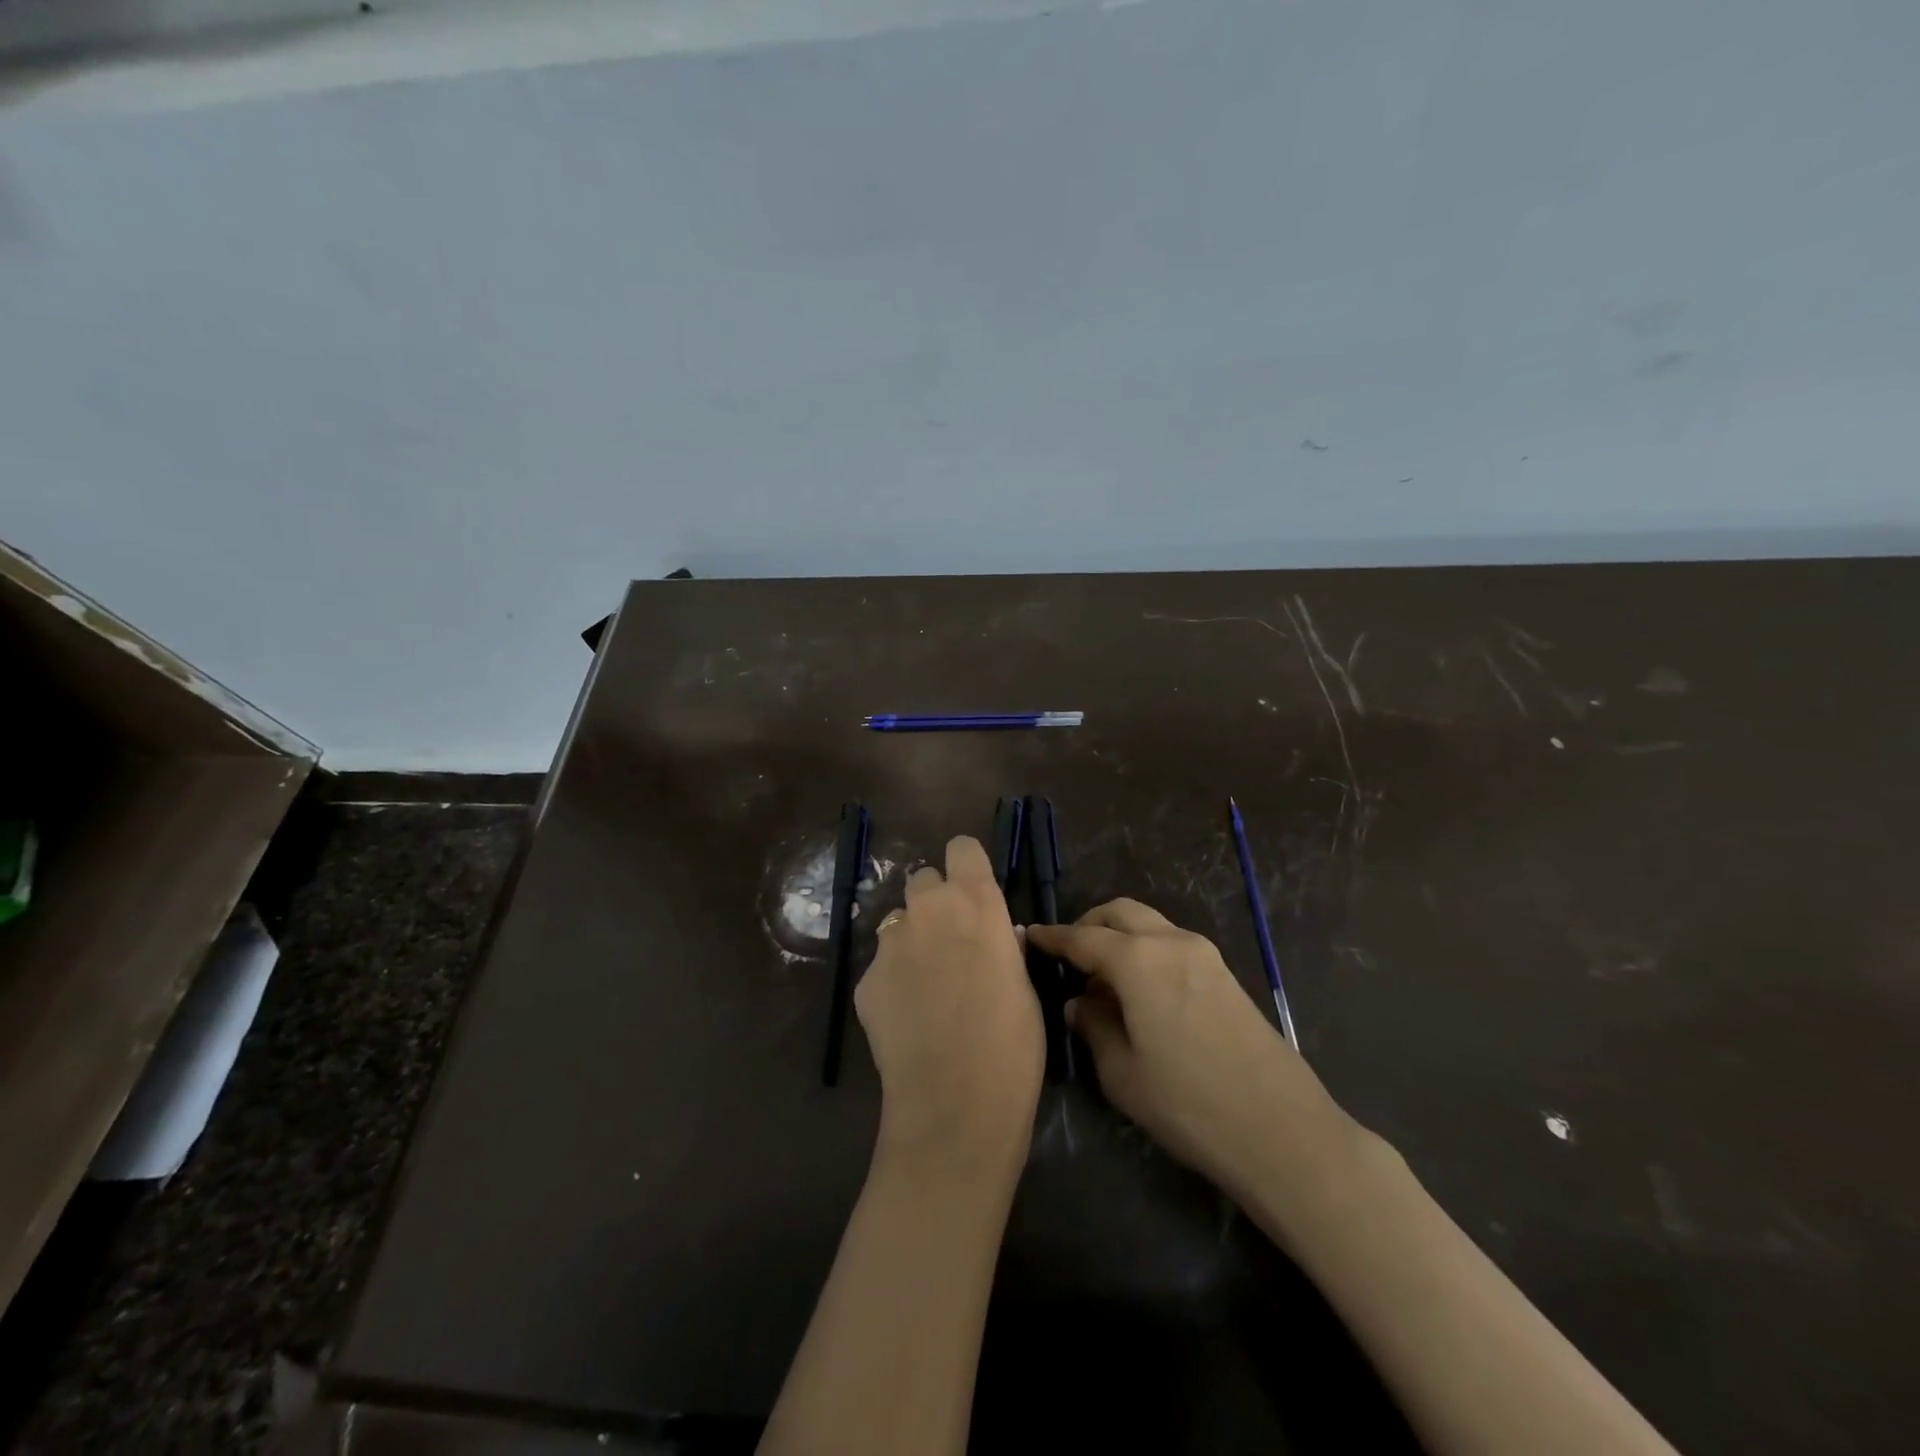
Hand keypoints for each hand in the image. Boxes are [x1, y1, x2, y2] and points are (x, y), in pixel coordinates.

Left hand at [855, 836, 1044, 1175]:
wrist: (955, 1102)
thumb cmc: (1012, 1044)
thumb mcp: (1024, 986)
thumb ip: (1005, 946)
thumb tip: (1000, 933)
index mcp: (976, 903)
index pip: (961, 848)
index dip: (966, 866)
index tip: (973, 890)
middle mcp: (929, 909)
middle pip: (923, 878)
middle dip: (935, 902)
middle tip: (949, 942)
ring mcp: (890, 943)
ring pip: (898, 921)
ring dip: (912, 939)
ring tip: (926, 985)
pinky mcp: (865, 978)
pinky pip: (881, 964)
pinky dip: (893, 980)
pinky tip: (907, 1018)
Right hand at [1026, 900, 1353, 1207]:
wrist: (1282, 1131)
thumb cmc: (1189, 1104)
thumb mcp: (1123, 1073)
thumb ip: (1094, 1027)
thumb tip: (1081, 1003)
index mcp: (1138, 960)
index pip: (1082, 938)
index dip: (1052, 937)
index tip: (1029, 937)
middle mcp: (1170, 942)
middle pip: (1119, 913)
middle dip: (1088, 925)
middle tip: (1067, 956)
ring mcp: (1204, 955)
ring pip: (1149, 924)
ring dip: (1119, 937)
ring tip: (1102, 979)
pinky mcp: (1224, 974)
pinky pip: (1172, 944)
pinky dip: (1145, 951)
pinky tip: (1139, 992)